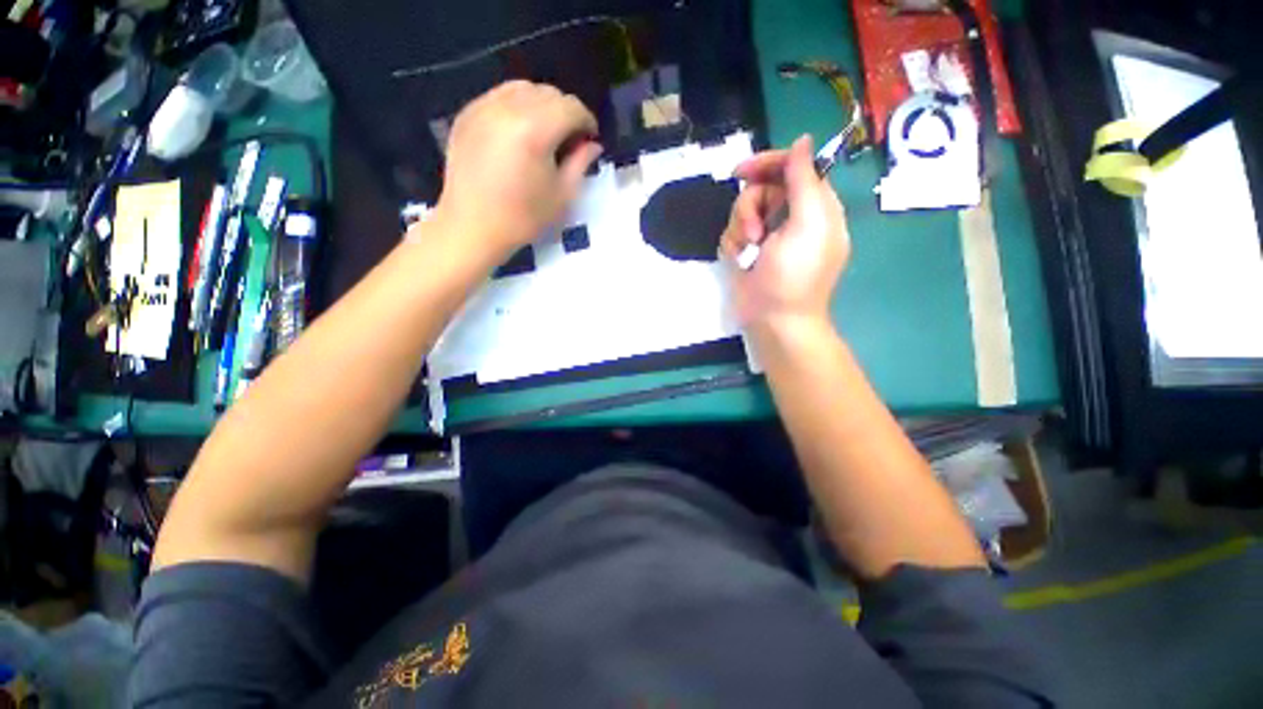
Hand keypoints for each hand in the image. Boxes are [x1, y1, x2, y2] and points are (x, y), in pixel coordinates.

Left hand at [432, 81, 602, 263]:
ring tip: (545, 133)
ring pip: (523, 89)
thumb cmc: (523, 218)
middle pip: (548, 92)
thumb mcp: (562, 196)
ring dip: (541, 105)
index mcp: (534, 129)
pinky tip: (519, 133)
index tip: (590, 139)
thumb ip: (581, 163)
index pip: (571, 107)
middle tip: (569, 139)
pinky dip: (516, 107)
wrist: (472, 227)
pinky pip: (499, 96)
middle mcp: (508, 108)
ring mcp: (482, 107)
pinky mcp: (467, 114)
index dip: (587, 121)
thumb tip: (593, 144)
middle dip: (565, 112)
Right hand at [720, 135, 849, 332]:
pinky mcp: (747, 252)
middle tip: (755, 233)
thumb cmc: (794, 276)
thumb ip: (805, 180)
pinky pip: (731, 233)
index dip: (767, 164)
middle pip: (761, 188)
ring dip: (739, 229)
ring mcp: (767, 236)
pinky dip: (732, 245)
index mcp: (813, 207)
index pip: (792, 168)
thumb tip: (803, 140)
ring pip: (742, 210)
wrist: (773, 321)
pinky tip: (739, 262)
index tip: (741, 172)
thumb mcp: (807, 225)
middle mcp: (790, 217)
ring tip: (747, 252)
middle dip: (750, 207)